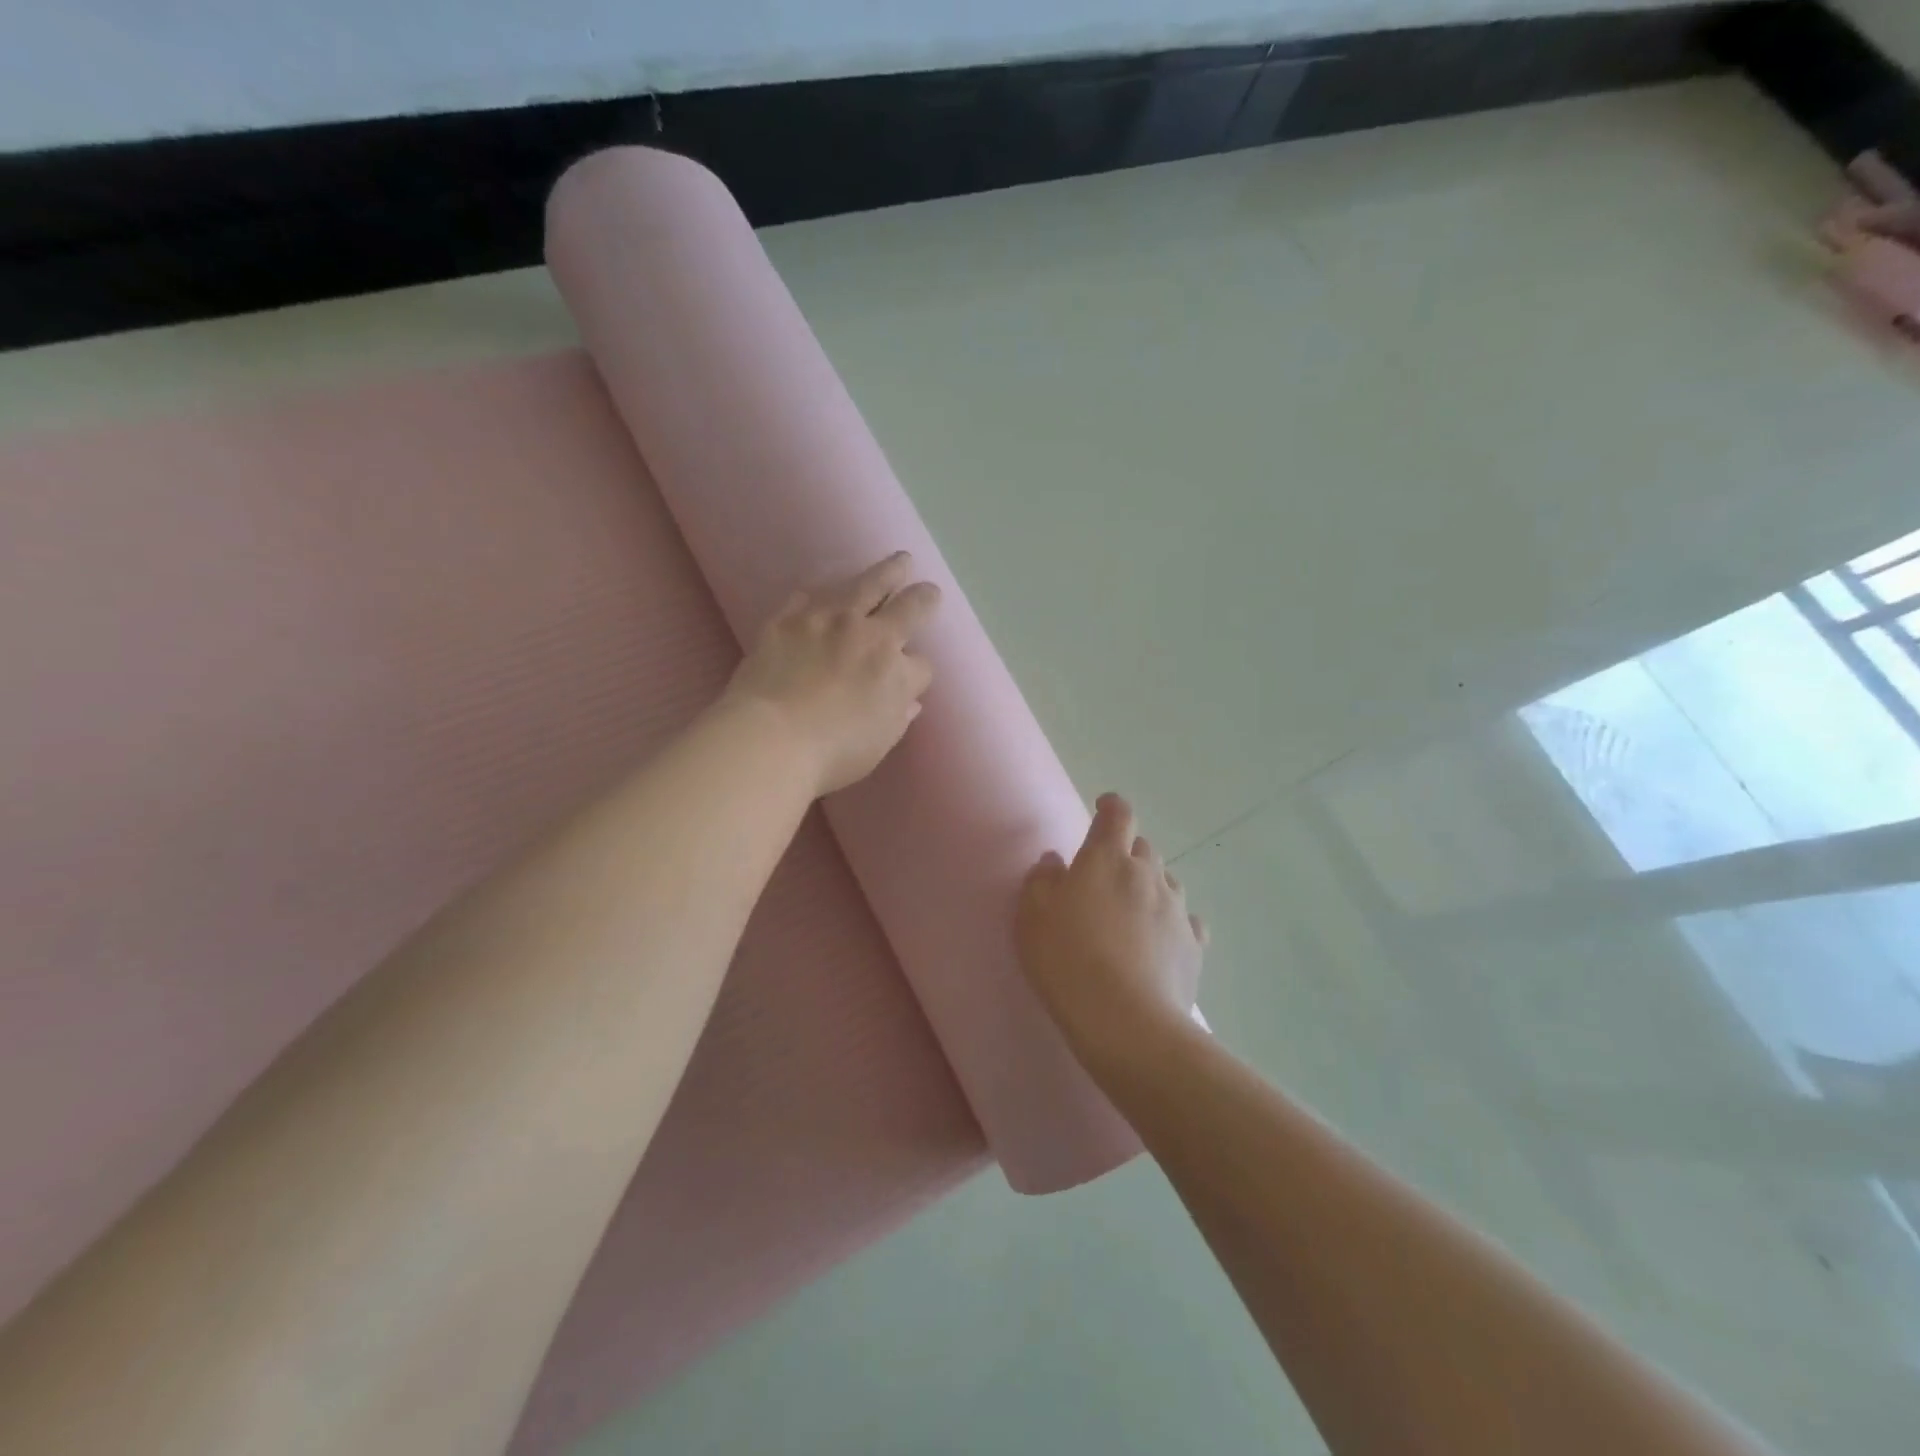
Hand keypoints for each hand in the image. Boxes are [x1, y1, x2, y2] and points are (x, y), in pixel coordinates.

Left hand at [724, 551, 939, 796]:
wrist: (770, 738)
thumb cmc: (832, 752)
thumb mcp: (879, 742)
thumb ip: (897, 717)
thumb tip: (909, 702)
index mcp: (894, 671)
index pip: (921, 665)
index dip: (918, 670)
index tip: (913, 676)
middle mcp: (868, 636)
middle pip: (906, 607)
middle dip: (922, 597)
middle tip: (928, 587)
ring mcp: (826, 621)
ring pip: (864, 585)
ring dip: (885, 572)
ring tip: (898, 562)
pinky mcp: (788, 619)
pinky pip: (810, 595)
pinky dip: (823, 592)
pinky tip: (825, 589)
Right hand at [1017, 793, 1205, 1073]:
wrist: (1125, 1020)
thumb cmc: (1067, 959)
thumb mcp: (1033, 916)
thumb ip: (1042, 879)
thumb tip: (1056, 860)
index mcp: (1107, 858)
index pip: (1118, 815)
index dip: (1111, 806)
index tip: (1103, 807)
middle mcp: (1146, 874)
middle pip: (1143, 848)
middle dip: (1127, 852)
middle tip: (1106, 875)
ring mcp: (1175, 909)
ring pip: (1166, 882)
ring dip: (1150, 886)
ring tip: (1131, 911)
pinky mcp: (1193, 945)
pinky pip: (1186, 921)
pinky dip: (1172, 922)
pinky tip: (1161, 941)